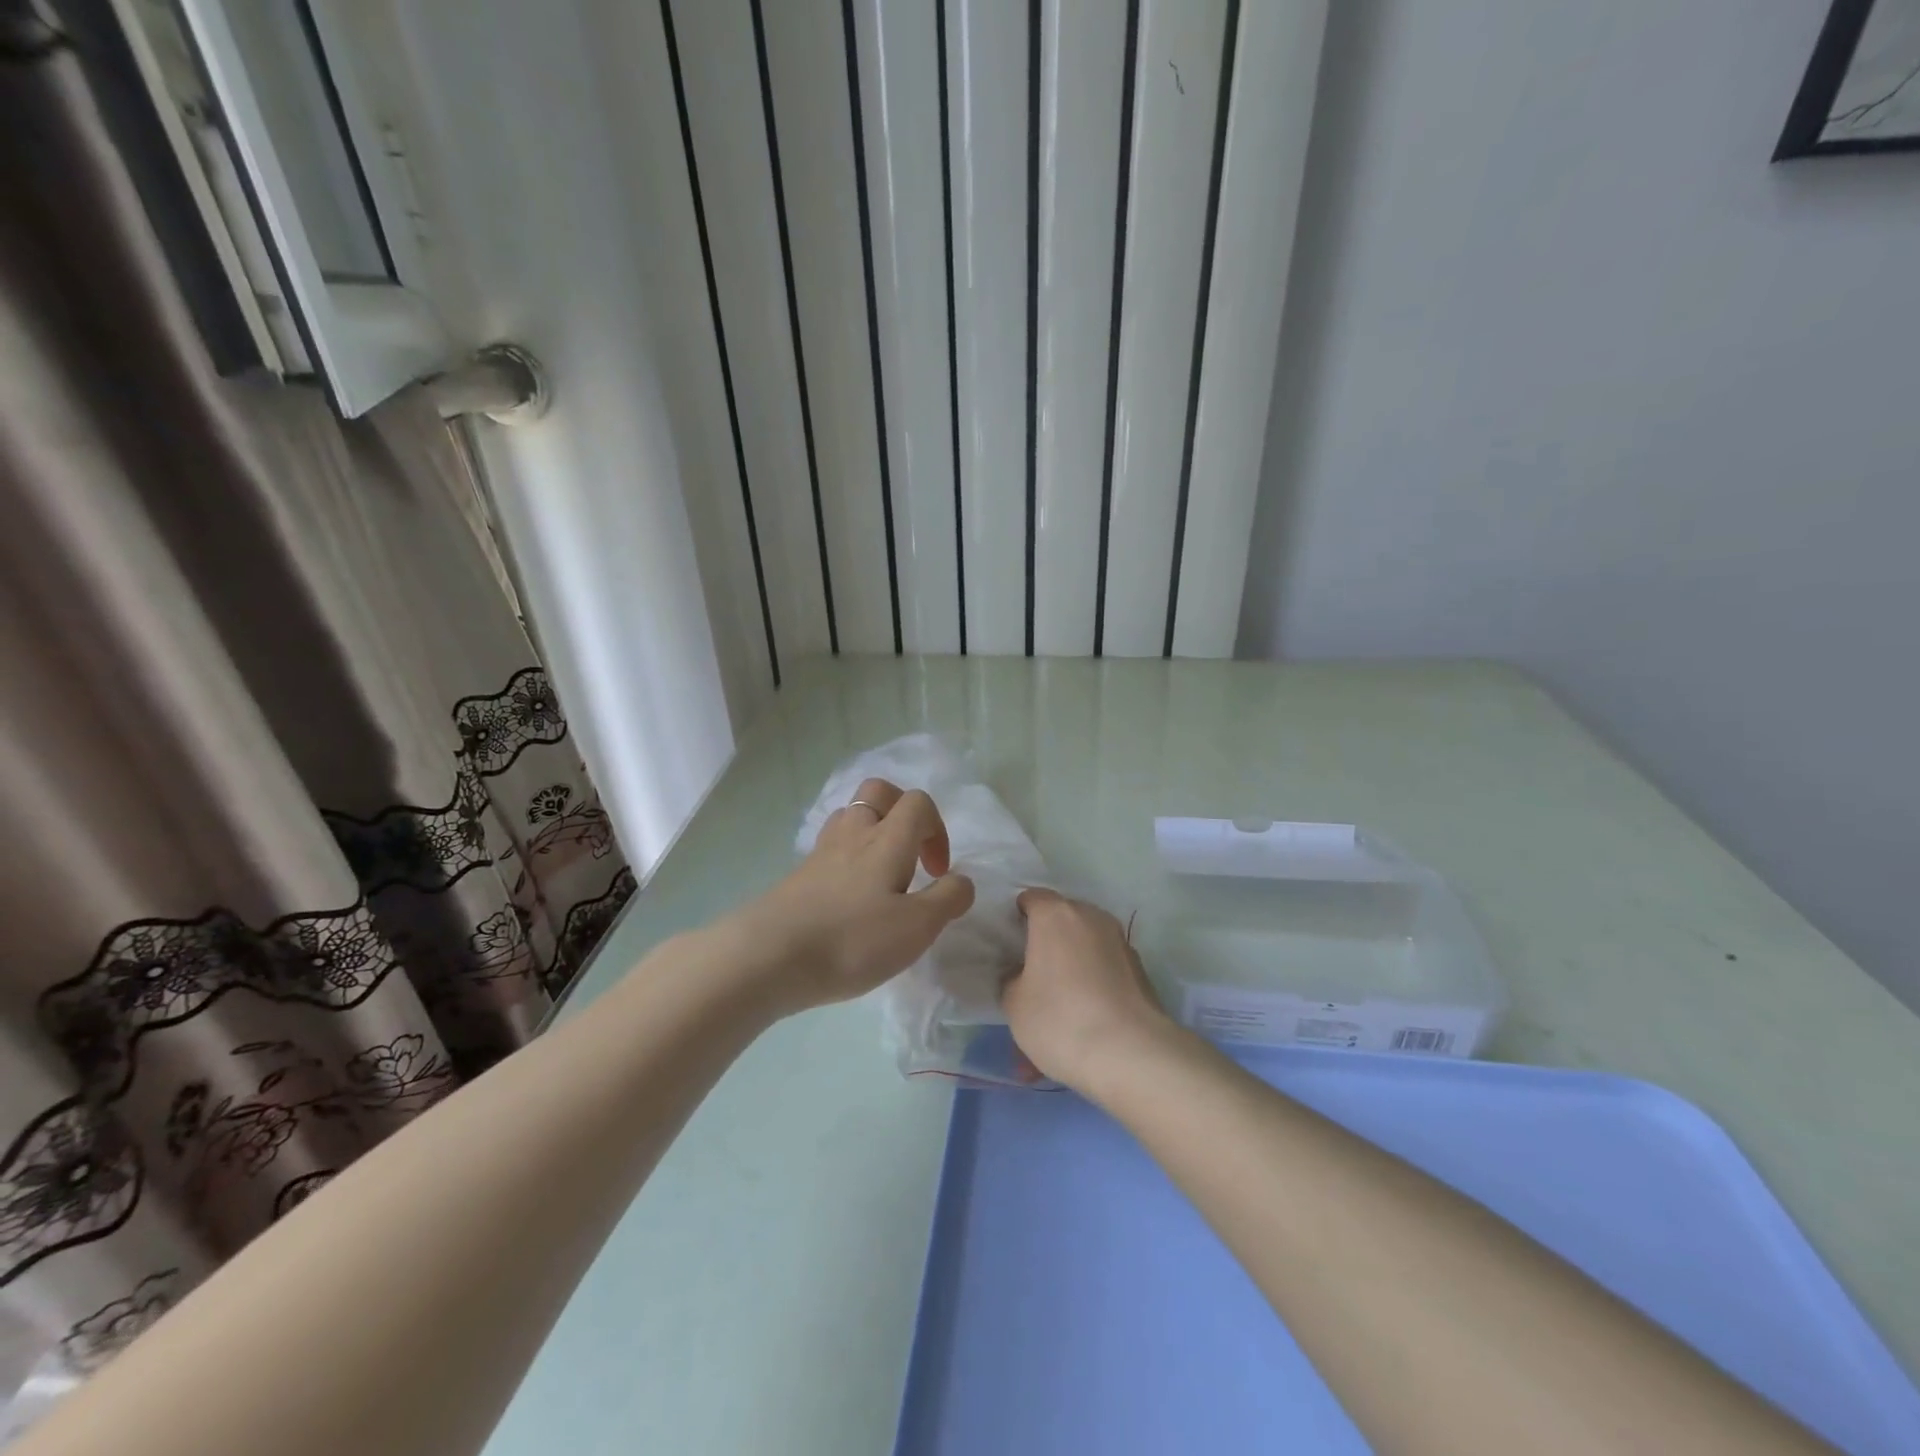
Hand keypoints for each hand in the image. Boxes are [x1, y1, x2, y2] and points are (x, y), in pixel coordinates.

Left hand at [733, 777, 974, 1015]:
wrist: (768, 957)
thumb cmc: (852, 939)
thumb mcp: (917, 927)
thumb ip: (947, 899)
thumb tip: (962, 880)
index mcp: (887, 839)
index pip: (918, 803)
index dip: (937, 829)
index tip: (936, 872)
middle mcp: (854, 834)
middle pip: (877, 793)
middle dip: (901, 813)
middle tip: (910, 855)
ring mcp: (821, 853)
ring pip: (850, 818)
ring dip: (872, 835)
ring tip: (882, 878)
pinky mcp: (798, 876)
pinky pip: (831, 850)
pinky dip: (848, 861)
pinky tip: (851, 901)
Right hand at [1000, 889, 1176, 1091]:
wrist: (1131, 1054)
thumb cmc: (1060, 1018)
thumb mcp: (1014, 1004)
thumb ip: (1012, 979)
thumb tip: (1022, 975)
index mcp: (1056, 915)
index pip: (1031, 898)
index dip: (1017, 918)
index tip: (1010, 945)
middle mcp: (1091, 917)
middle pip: (1062, 922)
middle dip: (1047, 945)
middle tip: (1032, 980)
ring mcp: (1120, 942)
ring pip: (1085, 951)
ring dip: (1070, 973)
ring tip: (1057, 1018)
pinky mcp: (1140, 971)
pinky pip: (1105, 973)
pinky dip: (1092, 990)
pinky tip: (1083, 1029)